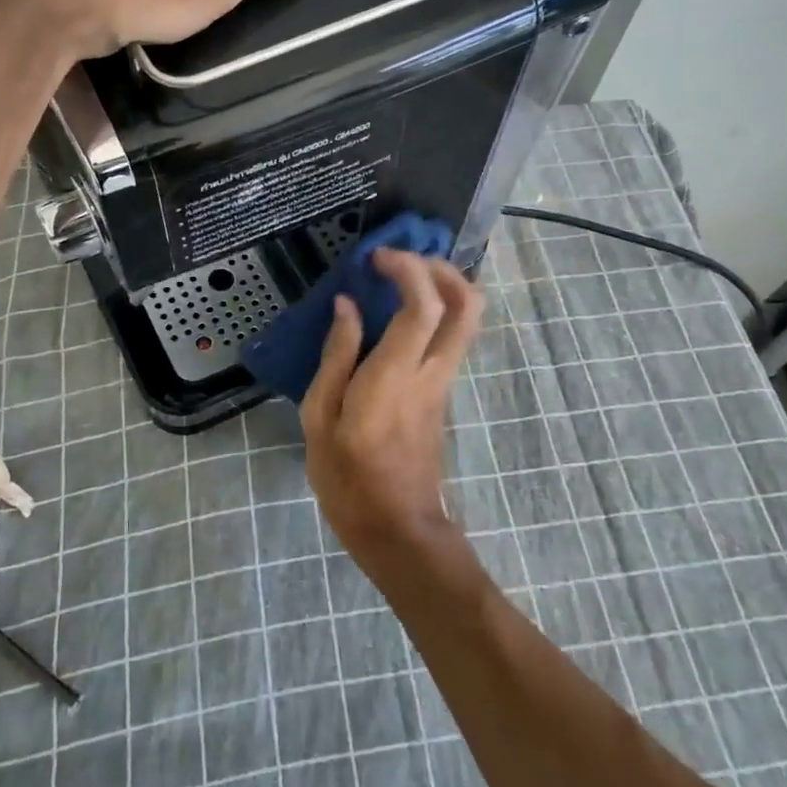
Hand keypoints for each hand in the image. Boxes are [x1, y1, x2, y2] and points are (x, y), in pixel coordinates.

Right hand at [300, 249, 484, 569]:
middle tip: (401, 261)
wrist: (396, 528)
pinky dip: (436, 312)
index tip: (377, 258)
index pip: (424, 306)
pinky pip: (452, 338)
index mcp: (394, 377)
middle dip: (441, 268)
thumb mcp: (319, 419)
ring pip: (467, 320)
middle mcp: (431, 372)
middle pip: (467, 304)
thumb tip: (347, 307)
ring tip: (399, 280)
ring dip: (443, 287)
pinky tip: (399, 315)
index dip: (408, 269)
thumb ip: (336, 357)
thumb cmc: (348, 478)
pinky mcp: (443, 393)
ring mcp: (444, 382)